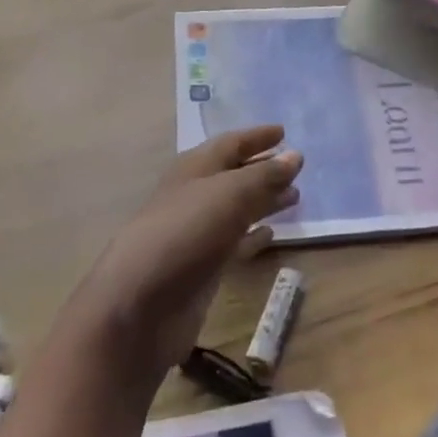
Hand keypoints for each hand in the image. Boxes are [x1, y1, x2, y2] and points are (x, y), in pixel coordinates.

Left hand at [68, 125, 302, 385]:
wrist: (141, 304)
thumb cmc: (185, 234)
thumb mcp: (229, 194)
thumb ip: (264, 176)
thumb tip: (294, 156)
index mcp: (194, 169)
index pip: (230, 144)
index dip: (256, 137)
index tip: (284, 132)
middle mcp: (194, 195)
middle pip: (233, 175)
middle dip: (263, 169)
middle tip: (297, 167)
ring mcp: (196, 232)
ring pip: (236, 209)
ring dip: (263, 201)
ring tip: (295, 197)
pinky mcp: (202, 267)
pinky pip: (234, 243)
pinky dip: (253, 236)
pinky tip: (272, 235)